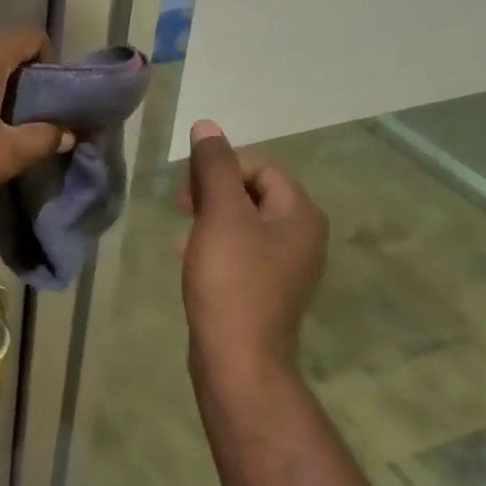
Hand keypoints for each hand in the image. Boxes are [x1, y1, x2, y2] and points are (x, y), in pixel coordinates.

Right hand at [182, 120, 328, 378]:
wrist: (237, 359)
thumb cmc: (231, 279)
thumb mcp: (220, 214)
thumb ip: (214, 167)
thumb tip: (207, 126)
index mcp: (300, 215)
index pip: (261, 168)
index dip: (222, 168)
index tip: (189, 190)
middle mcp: (303, 237)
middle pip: (254, 193)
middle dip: (215, 192)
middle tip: (182, 206)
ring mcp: (287, 268)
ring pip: (245, 223)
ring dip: (211, 217)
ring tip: (183, 231)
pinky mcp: (267, 290)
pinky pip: (241, 251)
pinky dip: (215, 244)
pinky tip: (189, 256)